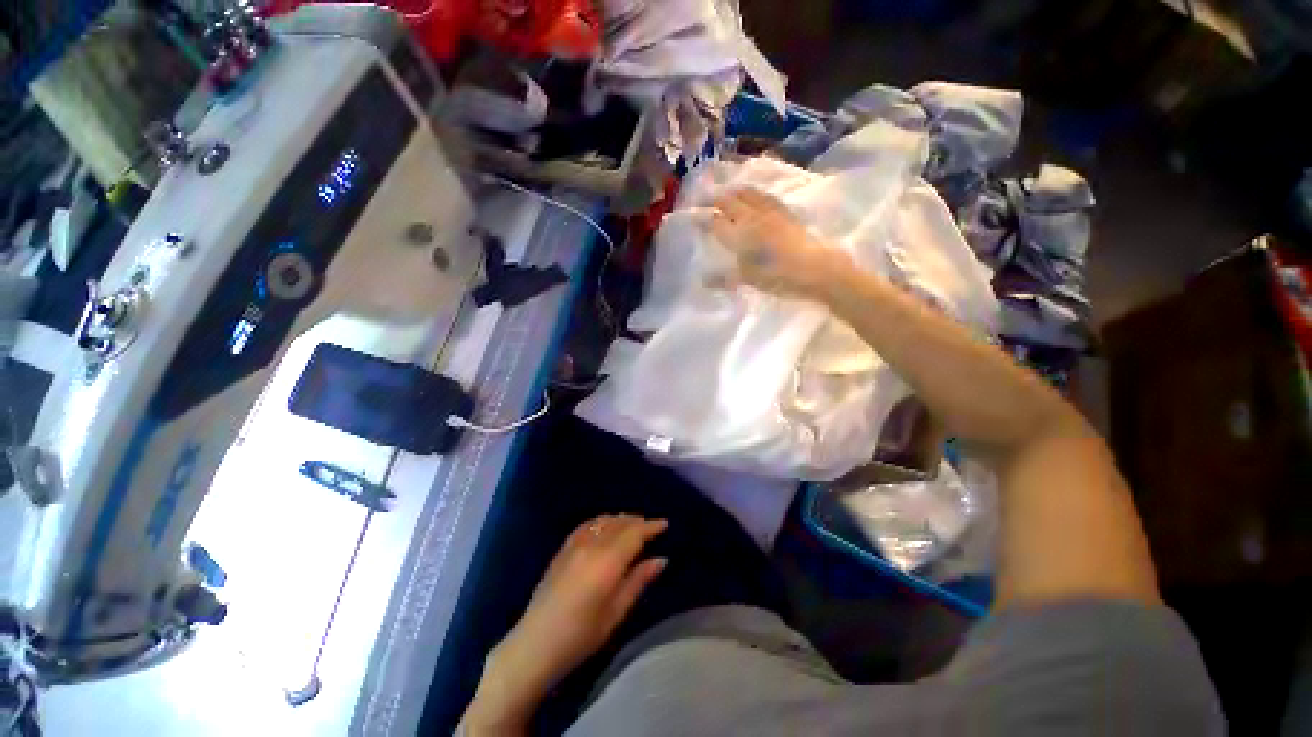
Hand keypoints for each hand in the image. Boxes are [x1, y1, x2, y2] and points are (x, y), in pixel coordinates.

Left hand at [462, 515, 667, 733]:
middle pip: (619, 523)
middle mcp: (591, 545)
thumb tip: (661, 559)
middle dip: (637, 521)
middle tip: (651, 527)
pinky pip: (586, 525)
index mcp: (607, 562)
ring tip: (632, 526)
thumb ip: (637, 581)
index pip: (634, 533)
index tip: (664, 524)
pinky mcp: (562, 549)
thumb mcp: (615, 613)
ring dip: (620, 519)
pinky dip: (601, 521)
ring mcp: (574, 545)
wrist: (534, 645)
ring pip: (603, 521)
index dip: (650, 526)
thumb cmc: (580, 636)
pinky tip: (605, 527)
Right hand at [706, 188, 852, 298]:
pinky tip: (755, 194)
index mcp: (739, 235)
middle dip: (715, 200)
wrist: (815, 267)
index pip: (715, 223)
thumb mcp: (748, 280)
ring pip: (747, 194)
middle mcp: (751, 218)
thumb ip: (725, 278)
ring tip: (727, 192)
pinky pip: (765, 196)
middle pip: (729, 202)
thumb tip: (703, 279)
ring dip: (734, 192)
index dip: (703, 220)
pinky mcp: (785, 212)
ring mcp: (769, 212)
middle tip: (706, 200)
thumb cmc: (778, 277)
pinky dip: (754, 192)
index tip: (695, 219)